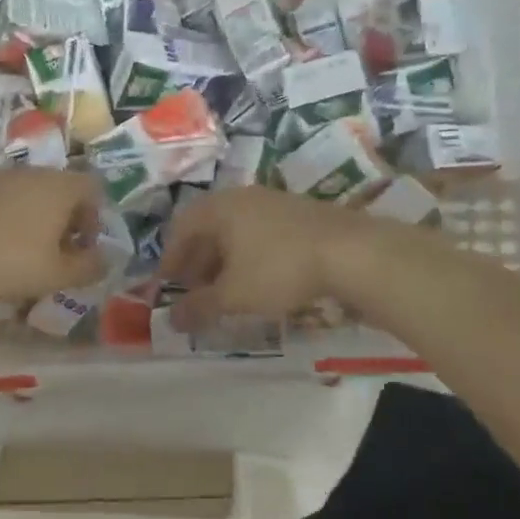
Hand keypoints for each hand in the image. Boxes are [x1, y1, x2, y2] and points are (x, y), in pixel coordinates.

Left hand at [0, 169, 106, 302]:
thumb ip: (88, 267)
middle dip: (64, 221)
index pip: (94, 188)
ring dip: (35, 219)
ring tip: (23, 253)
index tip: (82, 248)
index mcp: (60, 186)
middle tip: (55, 255)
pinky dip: (7, 217)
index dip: (95, 218)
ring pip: (30, 193)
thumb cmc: (7, 260)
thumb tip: (105, 260)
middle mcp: (33, 172)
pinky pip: (2, 198)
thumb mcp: (55, 274)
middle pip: (61, 189)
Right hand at [159, 187, 387, 329]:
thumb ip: (199, 307)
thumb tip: (171, 321)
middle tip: (195, 292)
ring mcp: (274, 202)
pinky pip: (260, 233)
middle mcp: (243, 197)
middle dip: (197, 262)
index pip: (180, 228)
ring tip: (226, 291)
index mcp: (219, 208)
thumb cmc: (279, 269)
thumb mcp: (234, 295)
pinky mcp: (300, 214)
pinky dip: (249, 256)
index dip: (170, 259)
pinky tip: (259, 281)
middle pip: (208, 227)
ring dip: (223, 260)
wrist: (352, 253)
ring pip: (236, 231)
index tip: (167, 287)